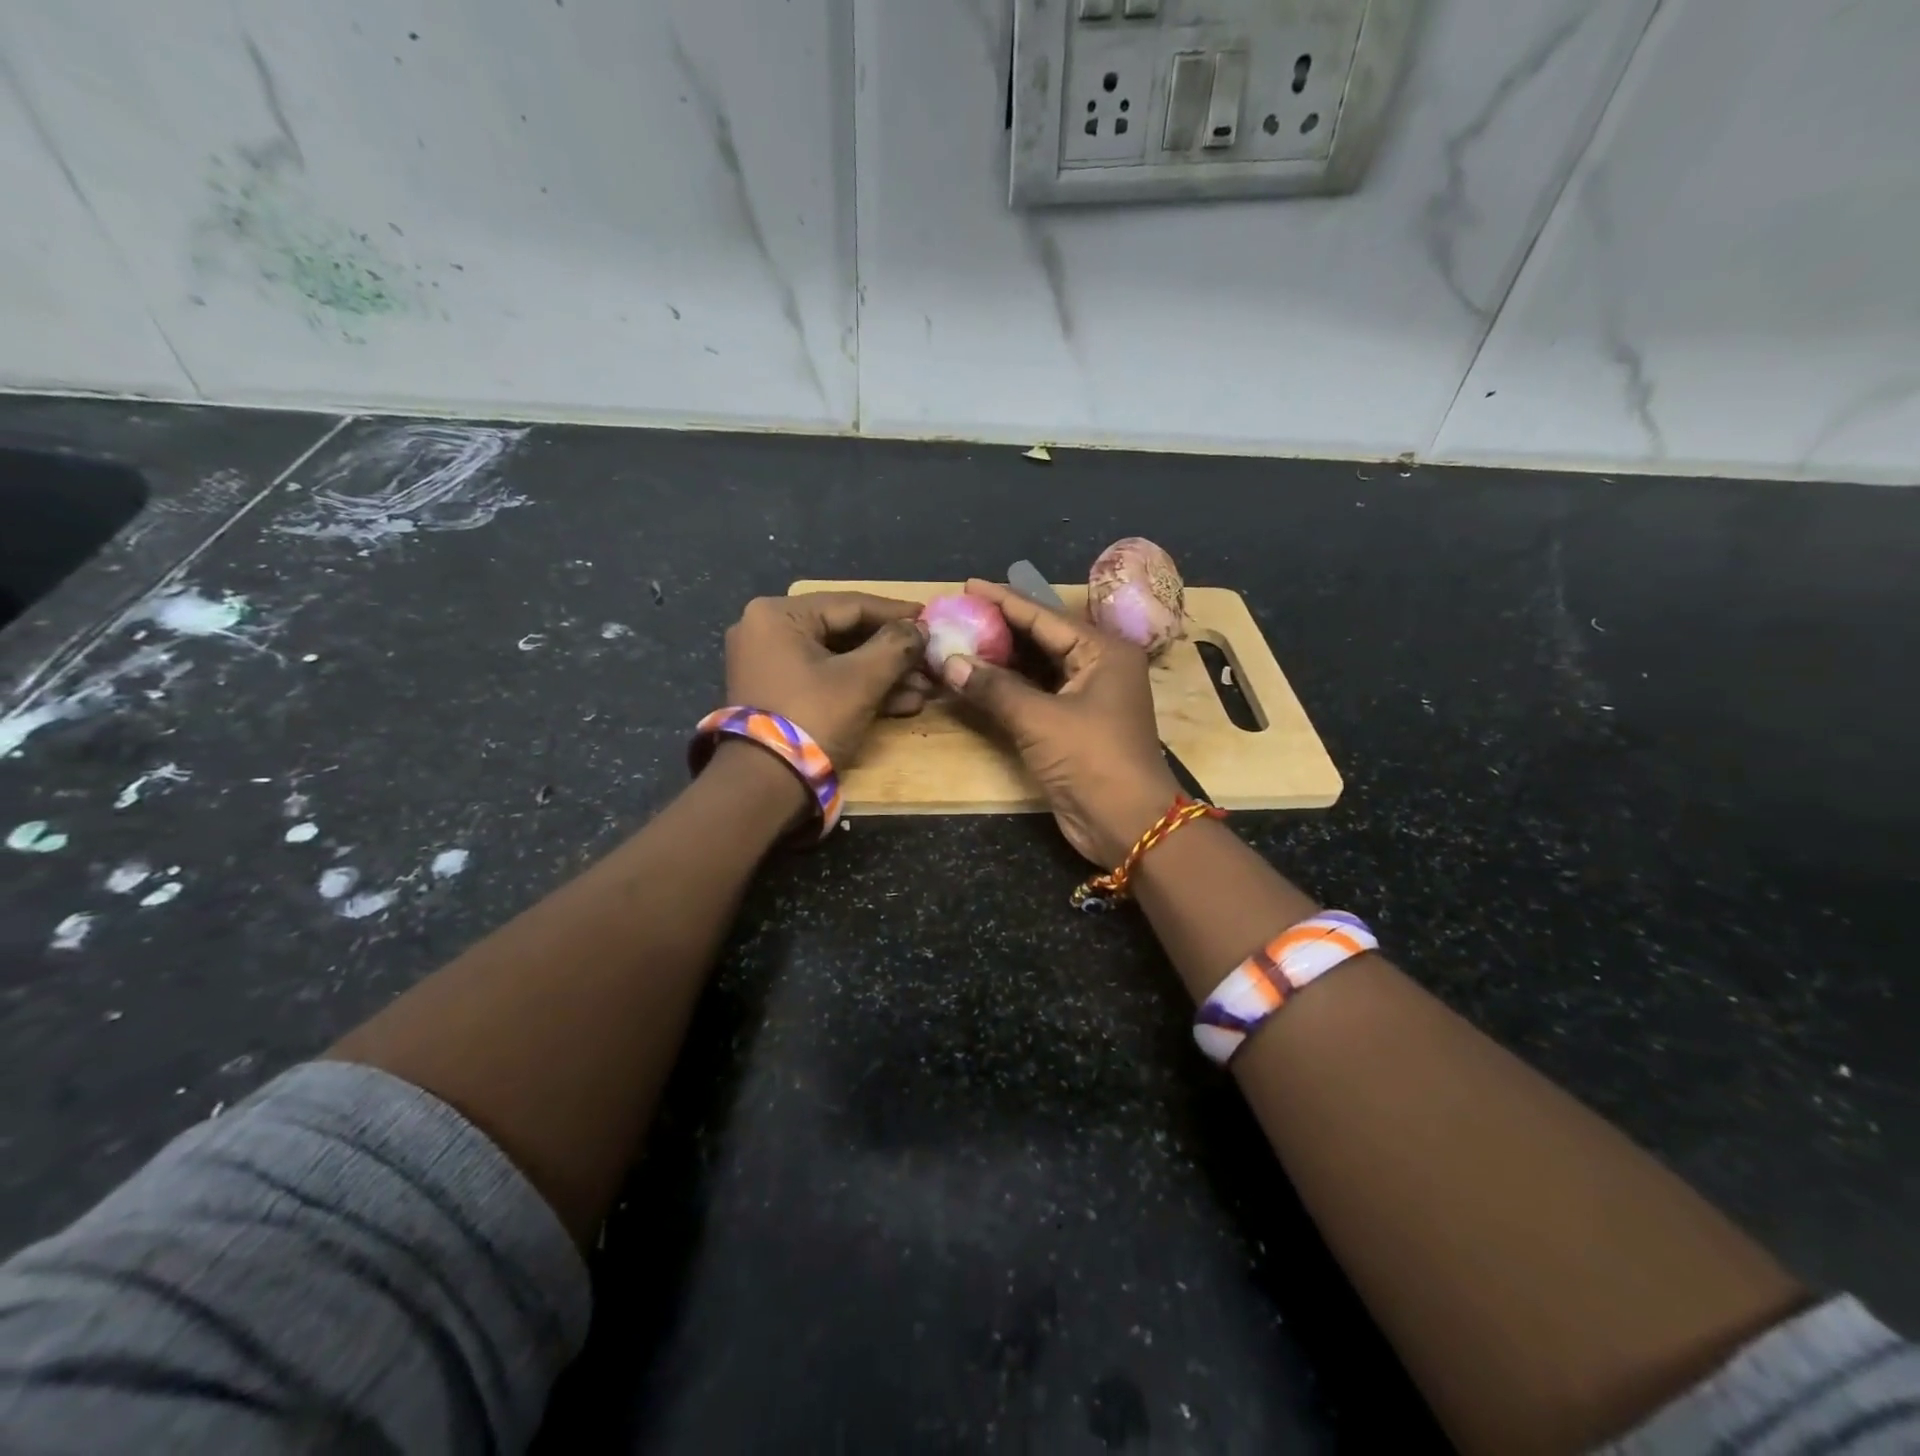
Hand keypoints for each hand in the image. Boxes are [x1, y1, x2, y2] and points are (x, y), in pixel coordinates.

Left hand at [722, 593, 931, 769]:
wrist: (764, 785)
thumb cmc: (812, 718)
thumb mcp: (861, 680)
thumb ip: (896, 647)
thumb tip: (921, 629)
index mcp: (777, 615)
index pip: (850, 604)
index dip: (896, 613)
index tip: (930, 616)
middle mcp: (767, 631)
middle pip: (845, 633)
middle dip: (892, 653)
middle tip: (930, 658)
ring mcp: (770, 665)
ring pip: (839, 660)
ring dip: (883, 675)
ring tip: (925, 687)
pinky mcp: (778, 694)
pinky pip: (825, 681)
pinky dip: (860, 690)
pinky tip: (903, 703)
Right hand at [940, 578, 1178, 865]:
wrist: (1127, 824)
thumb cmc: (1092, 760)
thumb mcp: (1040, 720)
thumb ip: (994, 687)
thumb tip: (949, 661)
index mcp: (1103, 651)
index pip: (1044, 616)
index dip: (1003, 600)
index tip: (967, 586)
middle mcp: (1098, 666)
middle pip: (1041, 637)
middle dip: (1000, 628)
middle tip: (957, 614)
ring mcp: (1086, 696)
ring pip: (1037, 667)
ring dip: (1000, 659)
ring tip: (959, 640)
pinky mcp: (1073, 724)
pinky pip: (1035, 693)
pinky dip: (1007, 687)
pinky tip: (976, 679)